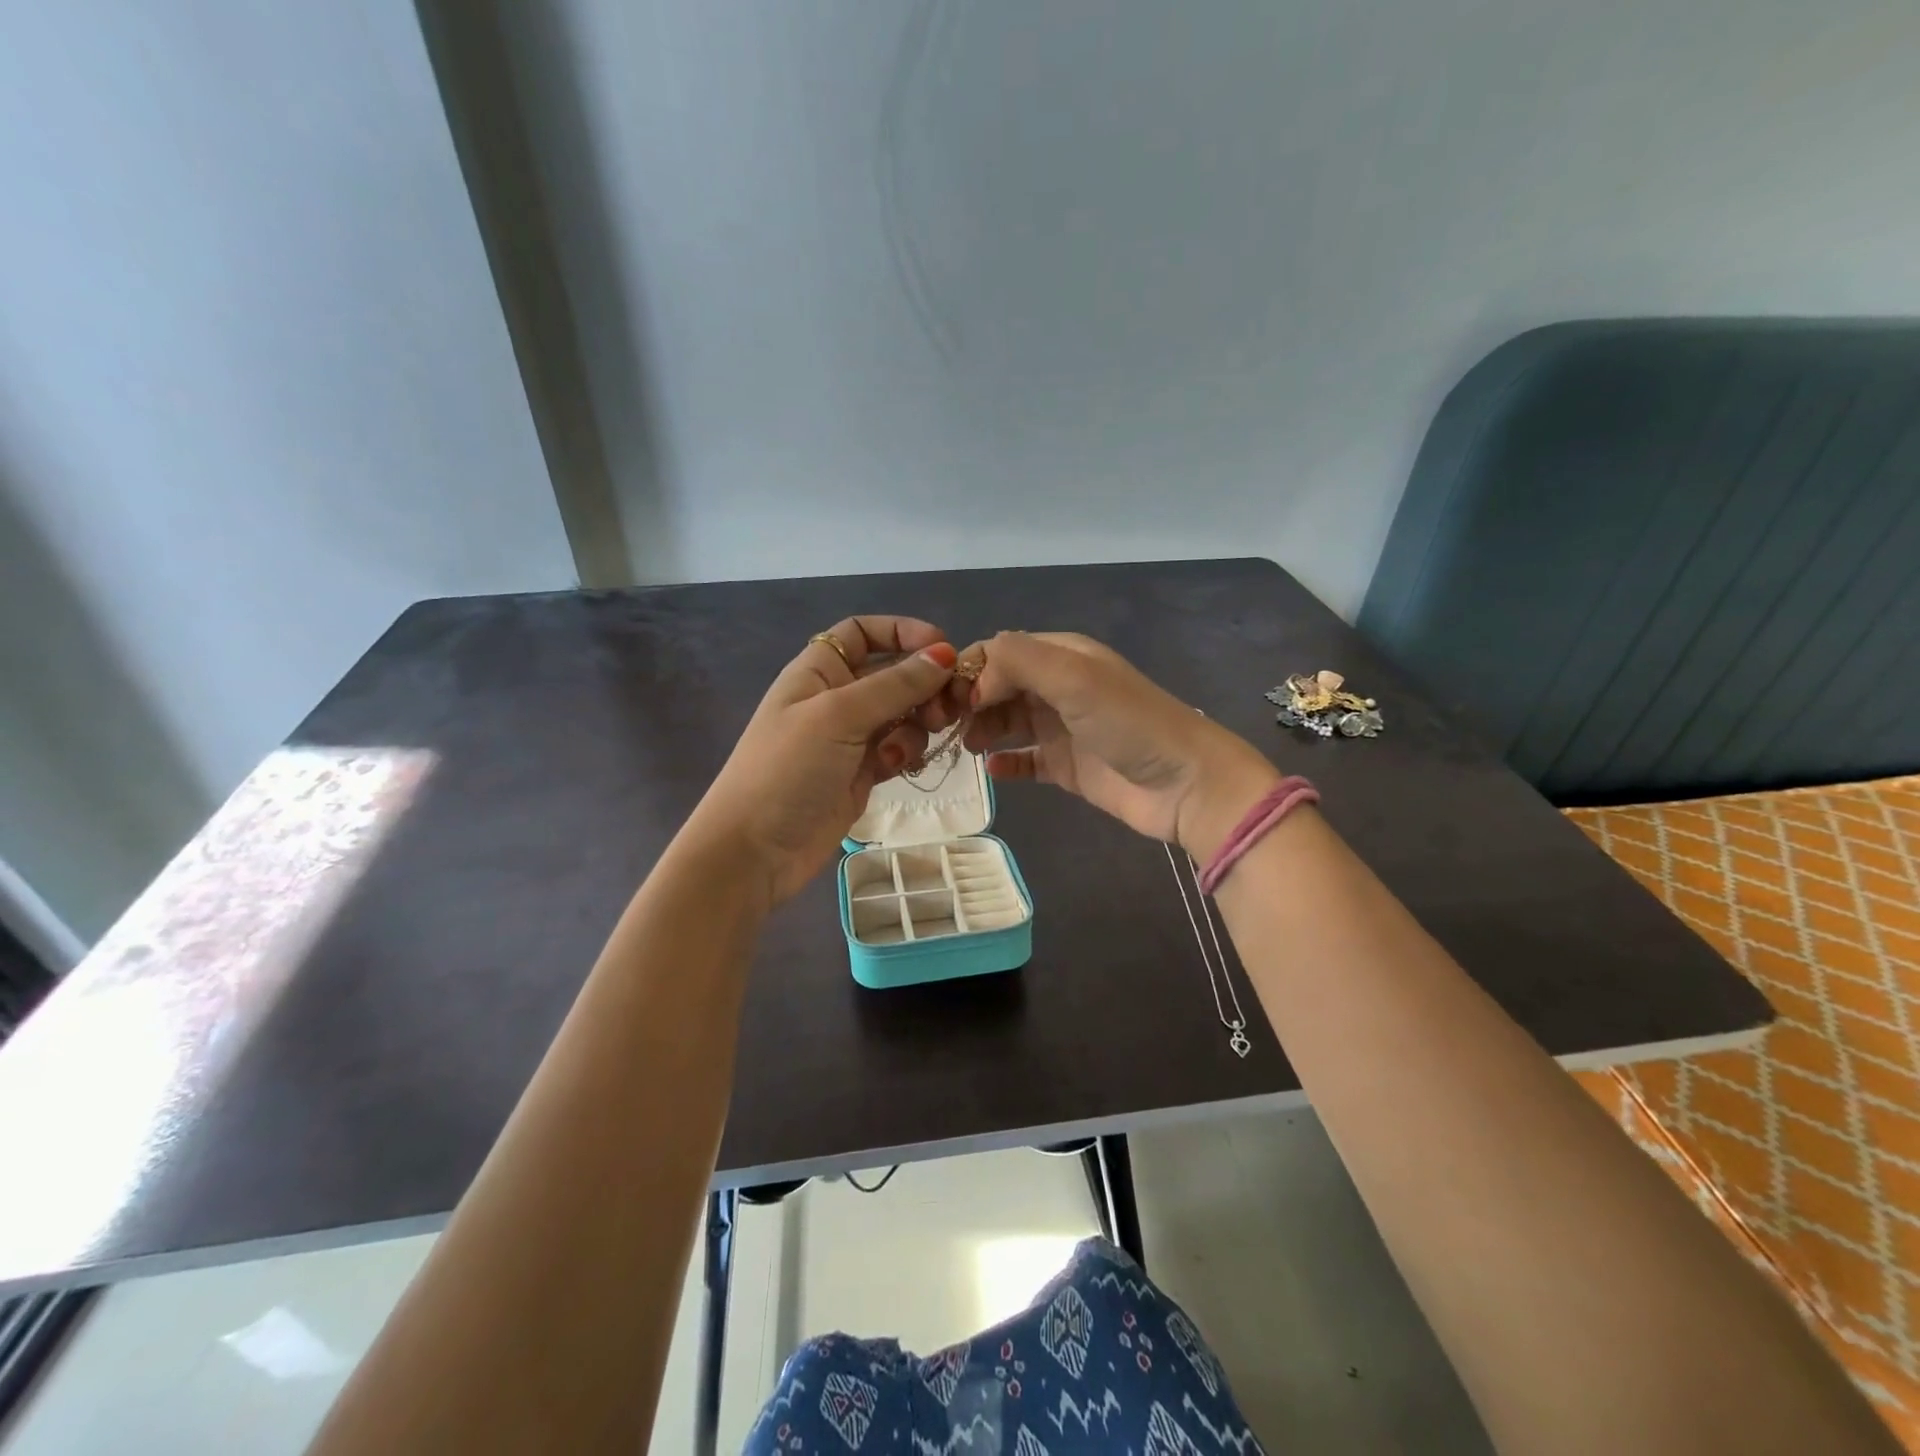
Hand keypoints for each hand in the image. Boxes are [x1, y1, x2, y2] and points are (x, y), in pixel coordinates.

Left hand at [684, 617, 959, 905]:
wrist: (755, 850)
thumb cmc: (788, 769)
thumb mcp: (839, 716)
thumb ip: (896, 684)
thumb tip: (944, 653)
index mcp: (819, 670)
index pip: (864, 633)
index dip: (903, 633)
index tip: (943, 648)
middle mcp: (836, 697)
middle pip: (893, 674)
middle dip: (922, 686)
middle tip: (946, 709)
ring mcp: (850, 737)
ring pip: (903, 713)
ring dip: (917, 724)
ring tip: (909, 748)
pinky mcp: (862, 772)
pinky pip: (899, 748)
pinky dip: (907, 752)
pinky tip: (900, 767)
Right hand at [963, 631, 1280, 859]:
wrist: (1186, 785)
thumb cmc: (1129, 723)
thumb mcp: (1075, 678)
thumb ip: (1019, 661)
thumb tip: (974, 677)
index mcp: (1063, 656)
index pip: (1001, 652)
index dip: (970, 670)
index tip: (946, 699)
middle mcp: (1060, 687)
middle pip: (1000, 687)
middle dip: (970, 702)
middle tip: (945, 727)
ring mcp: (1063, 728)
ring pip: (1008, 722)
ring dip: (983, 729)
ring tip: (965, 746)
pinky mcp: (1067, 767)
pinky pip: (1025, 760)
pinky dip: (1005, 762)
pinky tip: (991, 769)